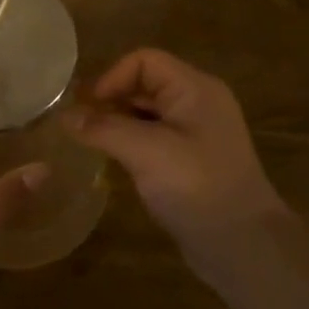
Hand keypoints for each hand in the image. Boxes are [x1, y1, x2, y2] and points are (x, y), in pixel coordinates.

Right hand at [64, 49, 288, 271]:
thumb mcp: (146, 152)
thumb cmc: (197, 187)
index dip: (112, 77)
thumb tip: (64, 117)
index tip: (87, 107)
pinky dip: (130, 142)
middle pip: (144, 84)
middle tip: (78, 124)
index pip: (144, 61)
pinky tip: (112, 161)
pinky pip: (153, 137)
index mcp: (195, 89)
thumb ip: (103, 129)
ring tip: (89, 142)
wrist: (244, 247)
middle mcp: (198, 103)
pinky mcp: (190, 160)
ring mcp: (196, 133)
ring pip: (146, 112)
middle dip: (110, 99)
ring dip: (117, 122)